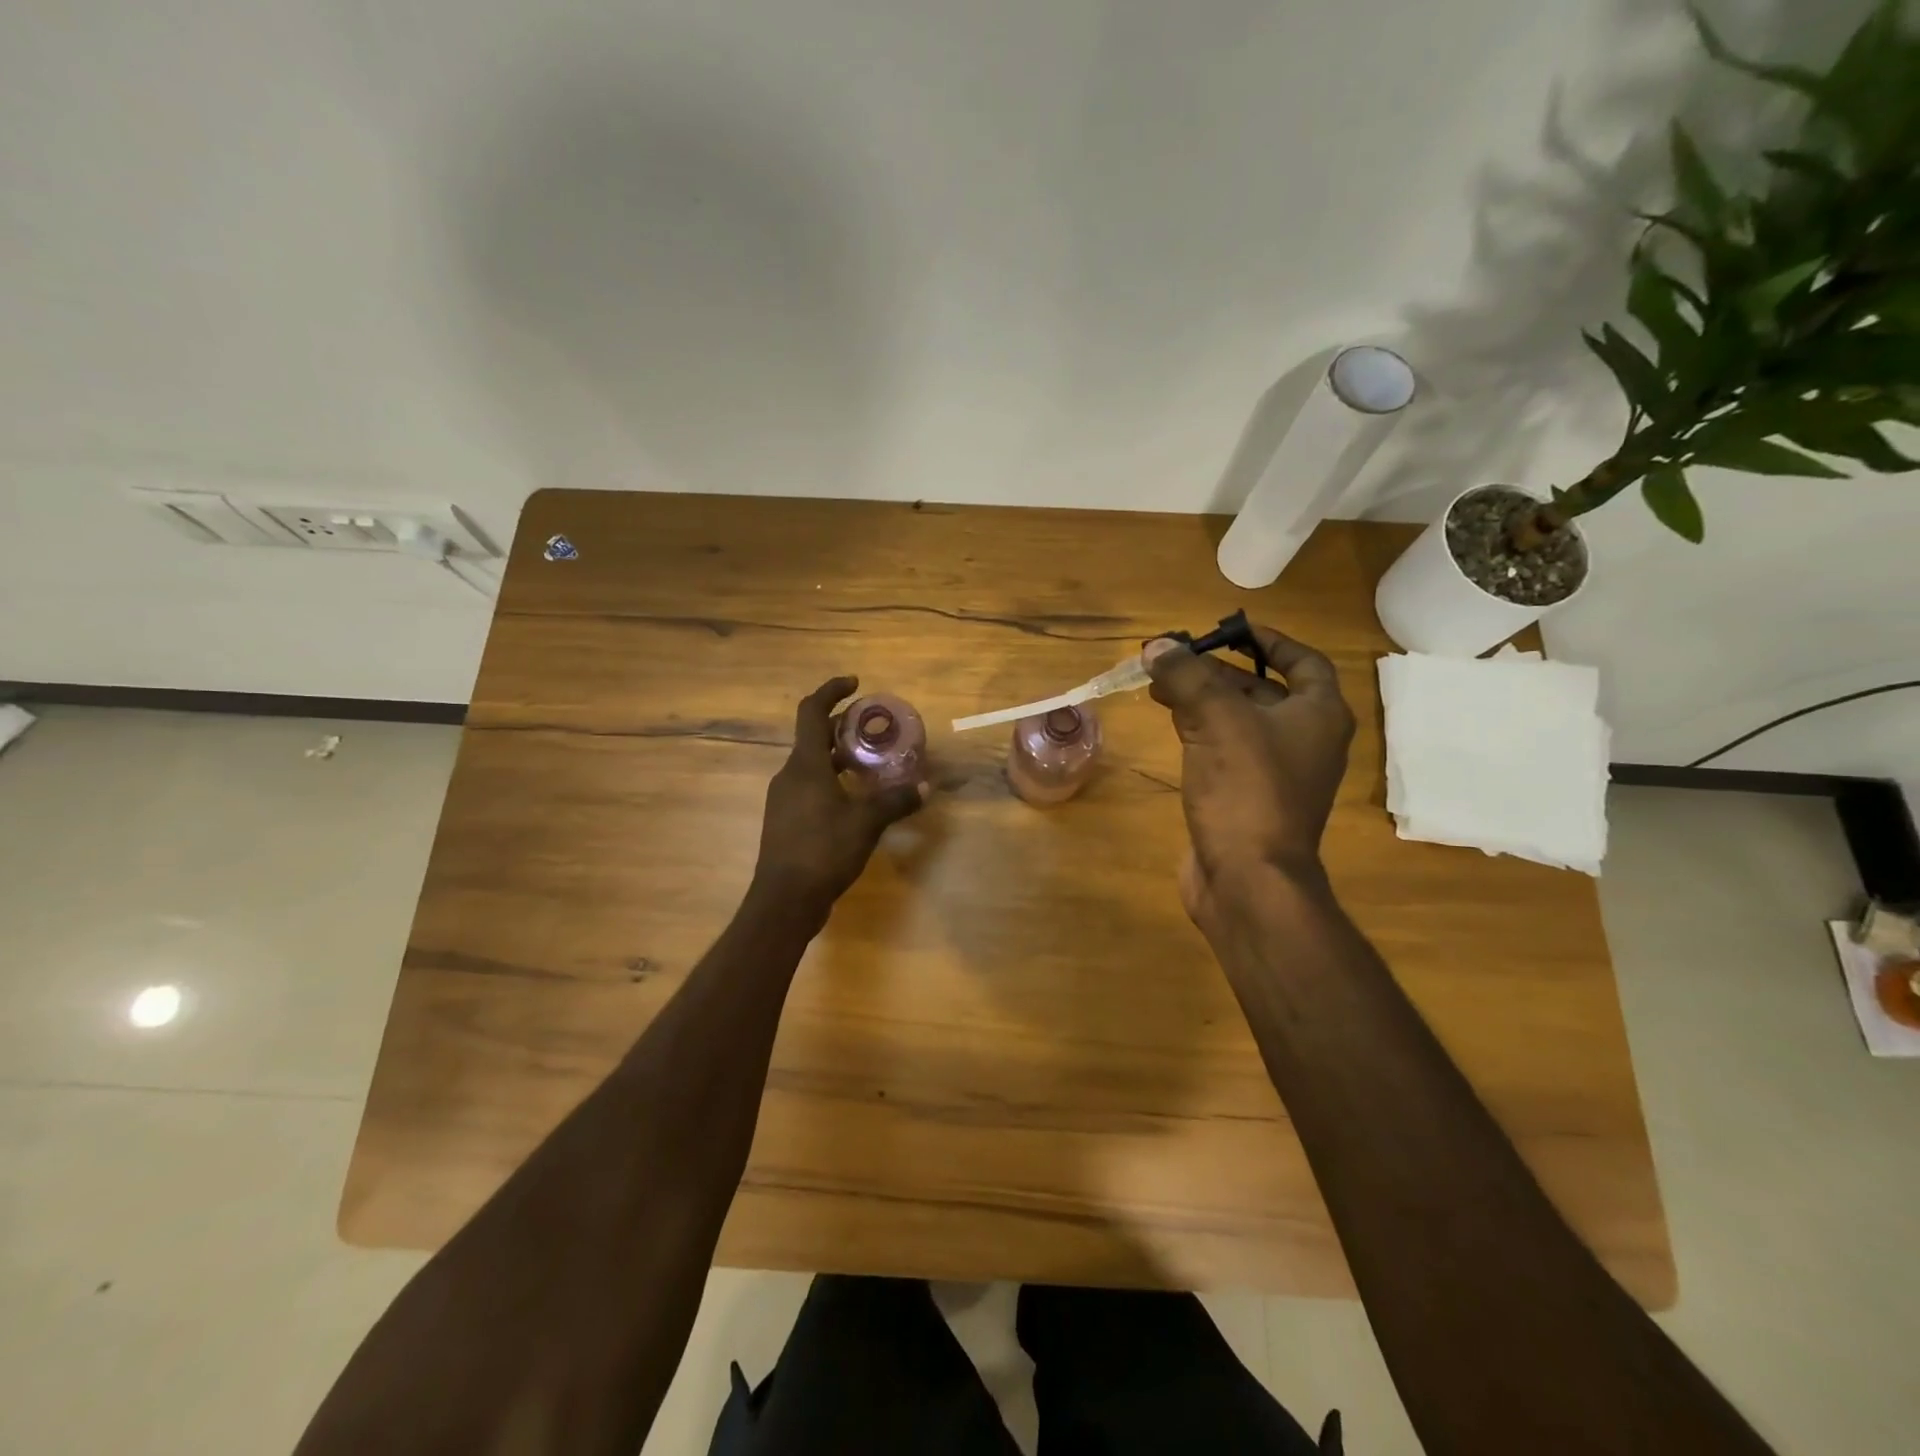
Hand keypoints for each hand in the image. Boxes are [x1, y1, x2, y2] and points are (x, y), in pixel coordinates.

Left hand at [754, 675, 927, 914]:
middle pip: (813, 737)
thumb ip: (896, 801)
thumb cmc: (824, 850)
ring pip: (812, 764)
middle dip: (842, 727)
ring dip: (838, 757)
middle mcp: (790, 775)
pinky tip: (854, 800)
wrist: (785, 900)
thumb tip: (926, 787)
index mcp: (805, 765)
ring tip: (869, 763)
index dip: (831, 690)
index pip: (811, 711)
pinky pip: (810, 787)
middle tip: (873, 729)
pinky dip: (832, 781)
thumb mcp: (867, 823)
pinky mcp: (786, 821)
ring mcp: (784, 799)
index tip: (855, 684)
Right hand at [1144, 626, 1354, 926]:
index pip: (1303, 661)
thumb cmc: (1247, 789)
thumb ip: (1188, 676)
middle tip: (1176, 658)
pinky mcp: (1247, 798)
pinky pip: (1224, 750)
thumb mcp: (1217, 720)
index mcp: (1318, 715)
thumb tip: (1157, 646)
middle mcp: (1304, 740)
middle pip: (1262, 690)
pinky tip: (1169, 723)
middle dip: (1219, 671)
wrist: (1248, 878)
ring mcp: (1276, 773)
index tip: (1228, 630)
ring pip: (1238, 721)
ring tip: (1160, 685)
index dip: (1268, 641)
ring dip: (1203, 699)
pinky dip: (1199, 731)